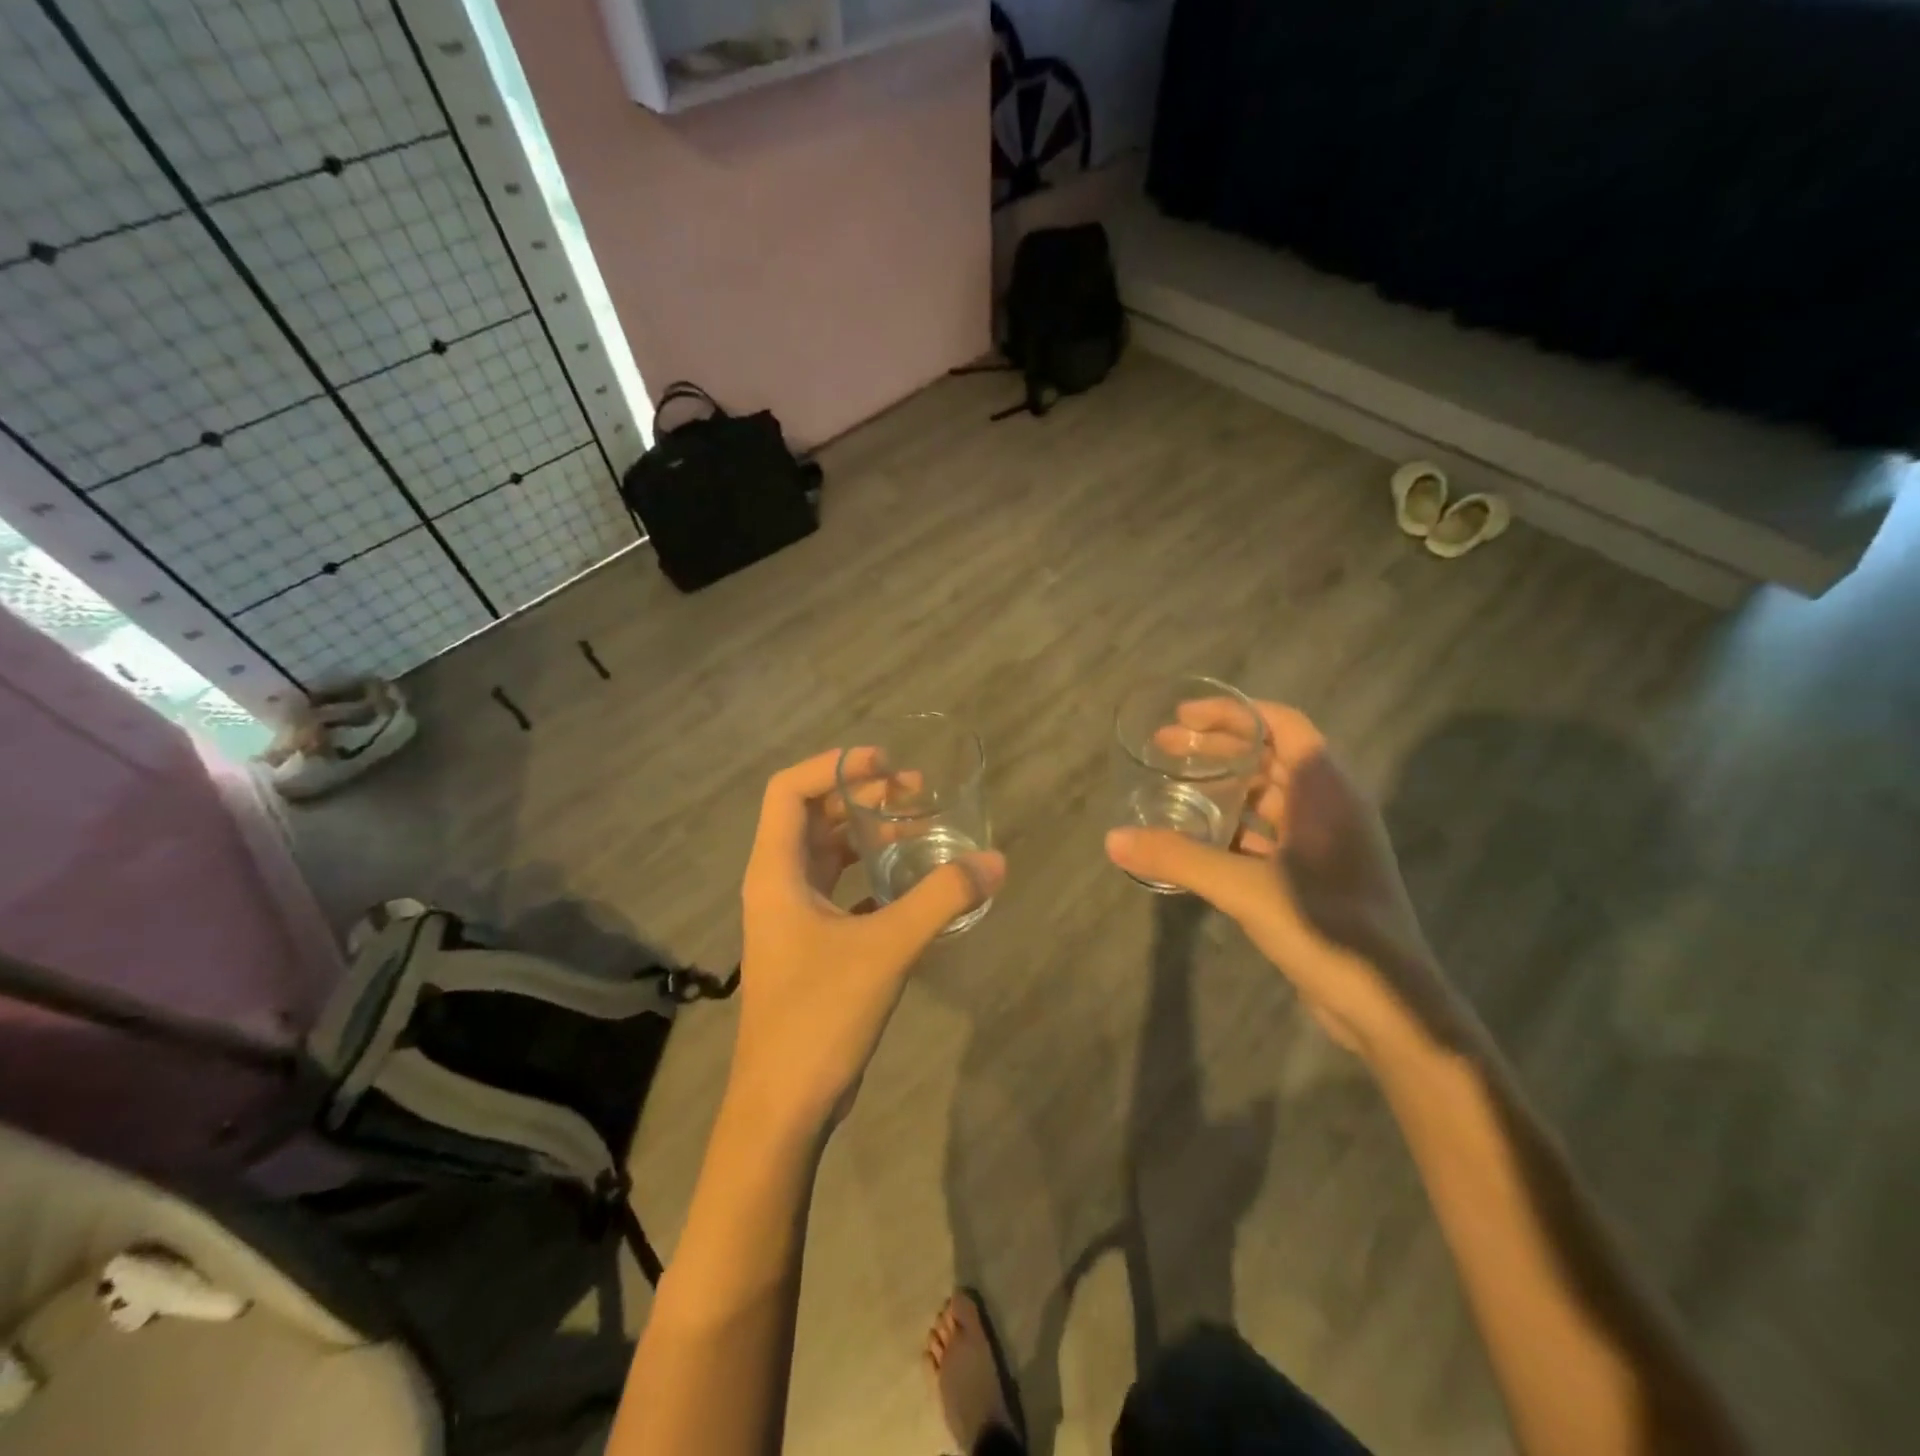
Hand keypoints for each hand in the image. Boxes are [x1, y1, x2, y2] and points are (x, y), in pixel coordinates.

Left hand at [731, 749, 1005, 1135]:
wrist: (784, 1105)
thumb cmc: (819, 1015)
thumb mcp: (885, 948)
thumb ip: (941, 899)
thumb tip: (996, 861)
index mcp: (776, 872)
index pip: (788, 790)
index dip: (834, 766)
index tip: (885, 764)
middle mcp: (777, 885)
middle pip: (813, 816)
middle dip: (862, 797)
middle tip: (916, 792)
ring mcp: (792, 917)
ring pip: (828, 854)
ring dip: (869, 835)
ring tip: (920, 827)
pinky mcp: (811, 945)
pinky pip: (841, 889)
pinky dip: (872, 875)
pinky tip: (912, 881)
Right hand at [1105, 700, 1465, 1059]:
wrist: (1387, 1004)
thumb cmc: (1325, 927)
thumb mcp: (1245, 888)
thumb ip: (1179, 858)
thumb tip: (1113, 839)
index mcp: (1325, 791)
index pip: (1282, 725)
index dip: (1233, 713)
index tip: (1183, 717)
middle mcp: (1330, 807)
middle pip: (1270, 757)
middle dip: (1218, 748)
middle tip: (1165, 748)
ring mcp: (1327, 843)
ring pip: (1269, 797)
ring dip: (1225, 788)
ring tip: (1176, 787)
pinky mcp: (1318, 876)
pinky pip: (1270, 835)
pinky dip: (1235, 828)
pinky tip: (1199, 839)